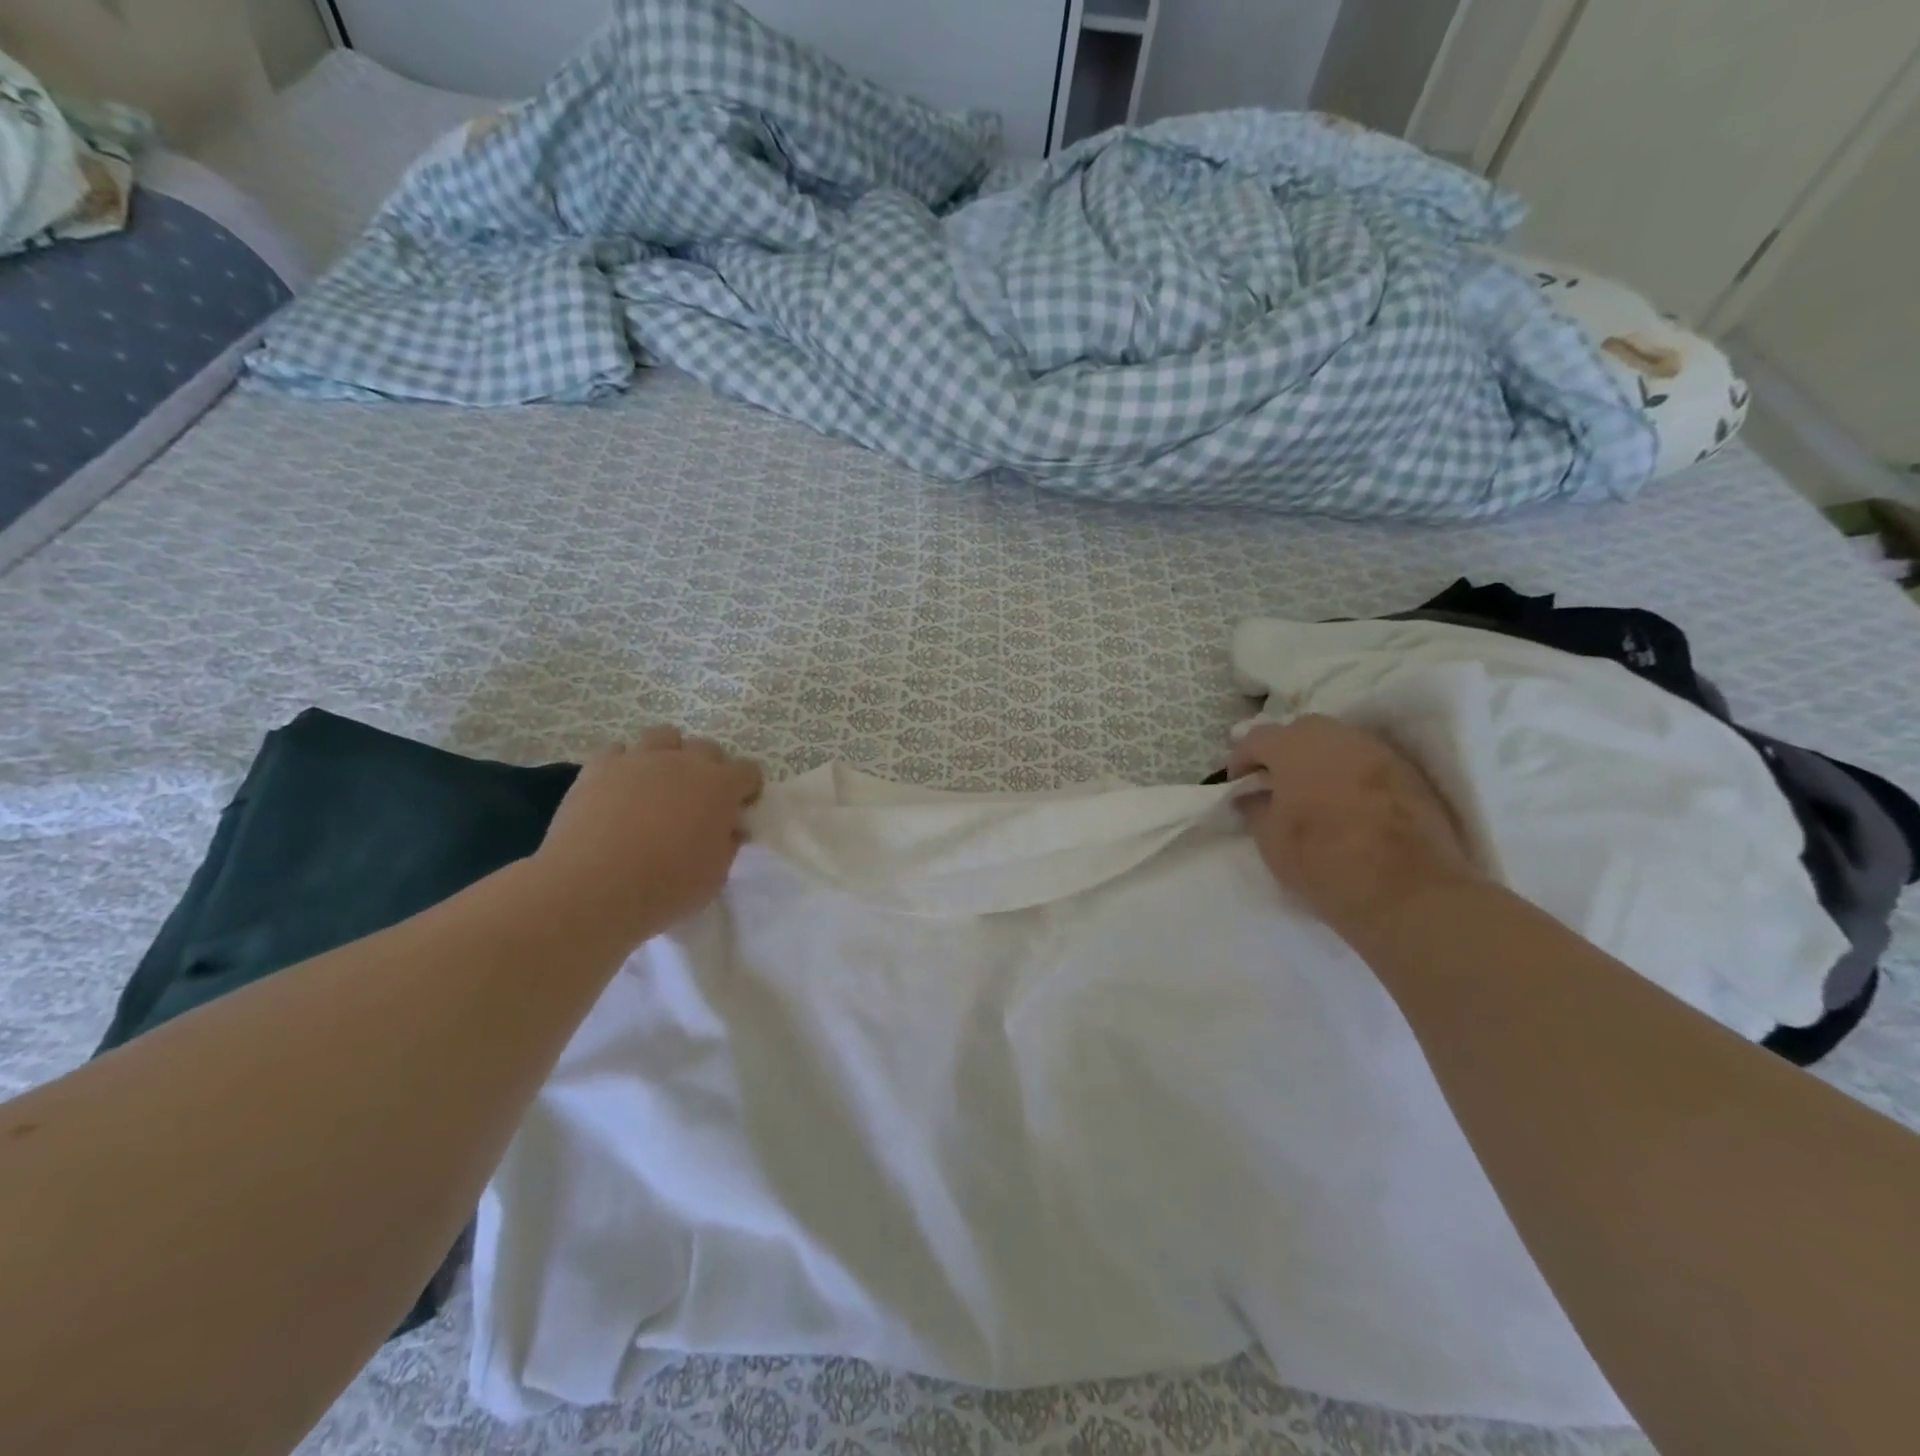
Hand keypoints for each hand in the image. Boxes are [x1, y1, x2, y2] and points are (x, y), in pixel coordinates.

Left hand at [531, 727, 762, 944]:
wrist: (594, 886)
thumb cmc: (667, 886)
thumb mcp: (715, 875)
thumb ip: (727, 844)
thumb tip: (730, 828)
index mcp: (721, 787)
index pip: (749, 771)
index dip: (747, 789)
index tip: (737, 810)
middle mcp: (684, 762)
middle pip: (707, 748)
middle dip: (709, 769)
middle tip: (697, 801)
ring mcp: (640, 759)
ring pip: (663, 736)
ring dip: (668, 755)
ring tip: (658, 784)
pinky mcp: (600, 766)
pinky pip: (618, 752)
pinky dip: (623, 765)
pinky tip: (618, 789)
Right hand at [1229, 716, 1478, 933]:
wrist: (1406, 891)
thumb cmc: (1322, 860)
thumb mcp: (1269, 839)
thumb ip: (1255, 808)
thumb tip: (1252, 796)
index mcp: (1294, 747)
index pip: (1256, 739)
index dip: (1241, 761)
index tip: (1238, 786)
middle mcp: (1336, 736)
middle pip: (1300, 731)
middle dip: (1283, 752)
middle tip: (1276, 783)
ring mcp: (1377, 751)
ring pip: (1338, 743)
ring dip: (1320, 760)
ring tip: (1313, 792)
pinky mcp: (1409, 772)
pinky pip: (1367, 761)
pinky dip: (1351, 774)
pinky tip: (1348, 803)